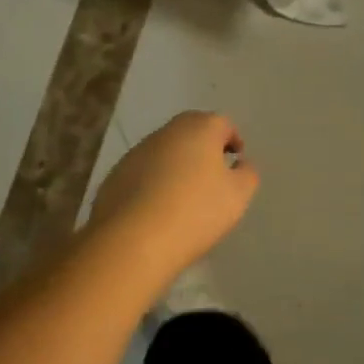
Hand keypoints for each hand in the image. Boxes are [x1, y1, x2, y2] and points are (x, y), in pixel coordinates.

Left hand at [86, 112, 257, 281]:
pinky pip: (144, 171)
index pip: (222, 124)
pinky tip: (159, 207)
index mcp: (200, 128)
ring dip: (178, 164)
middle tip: (213, 174)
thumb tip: (241, 164)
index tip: (236, 160)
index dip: (233, 140)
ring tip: (185, 195)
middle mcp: (167, 131)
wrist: (133, 239)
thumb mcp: (237, 196)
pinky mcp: (117, 173)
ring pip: (166, 150)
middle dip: (204, 148)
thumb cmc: (195, 211)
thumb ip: (247, 174)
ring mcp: (138, 151)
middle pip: (191, 132)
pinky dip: (155, 181)